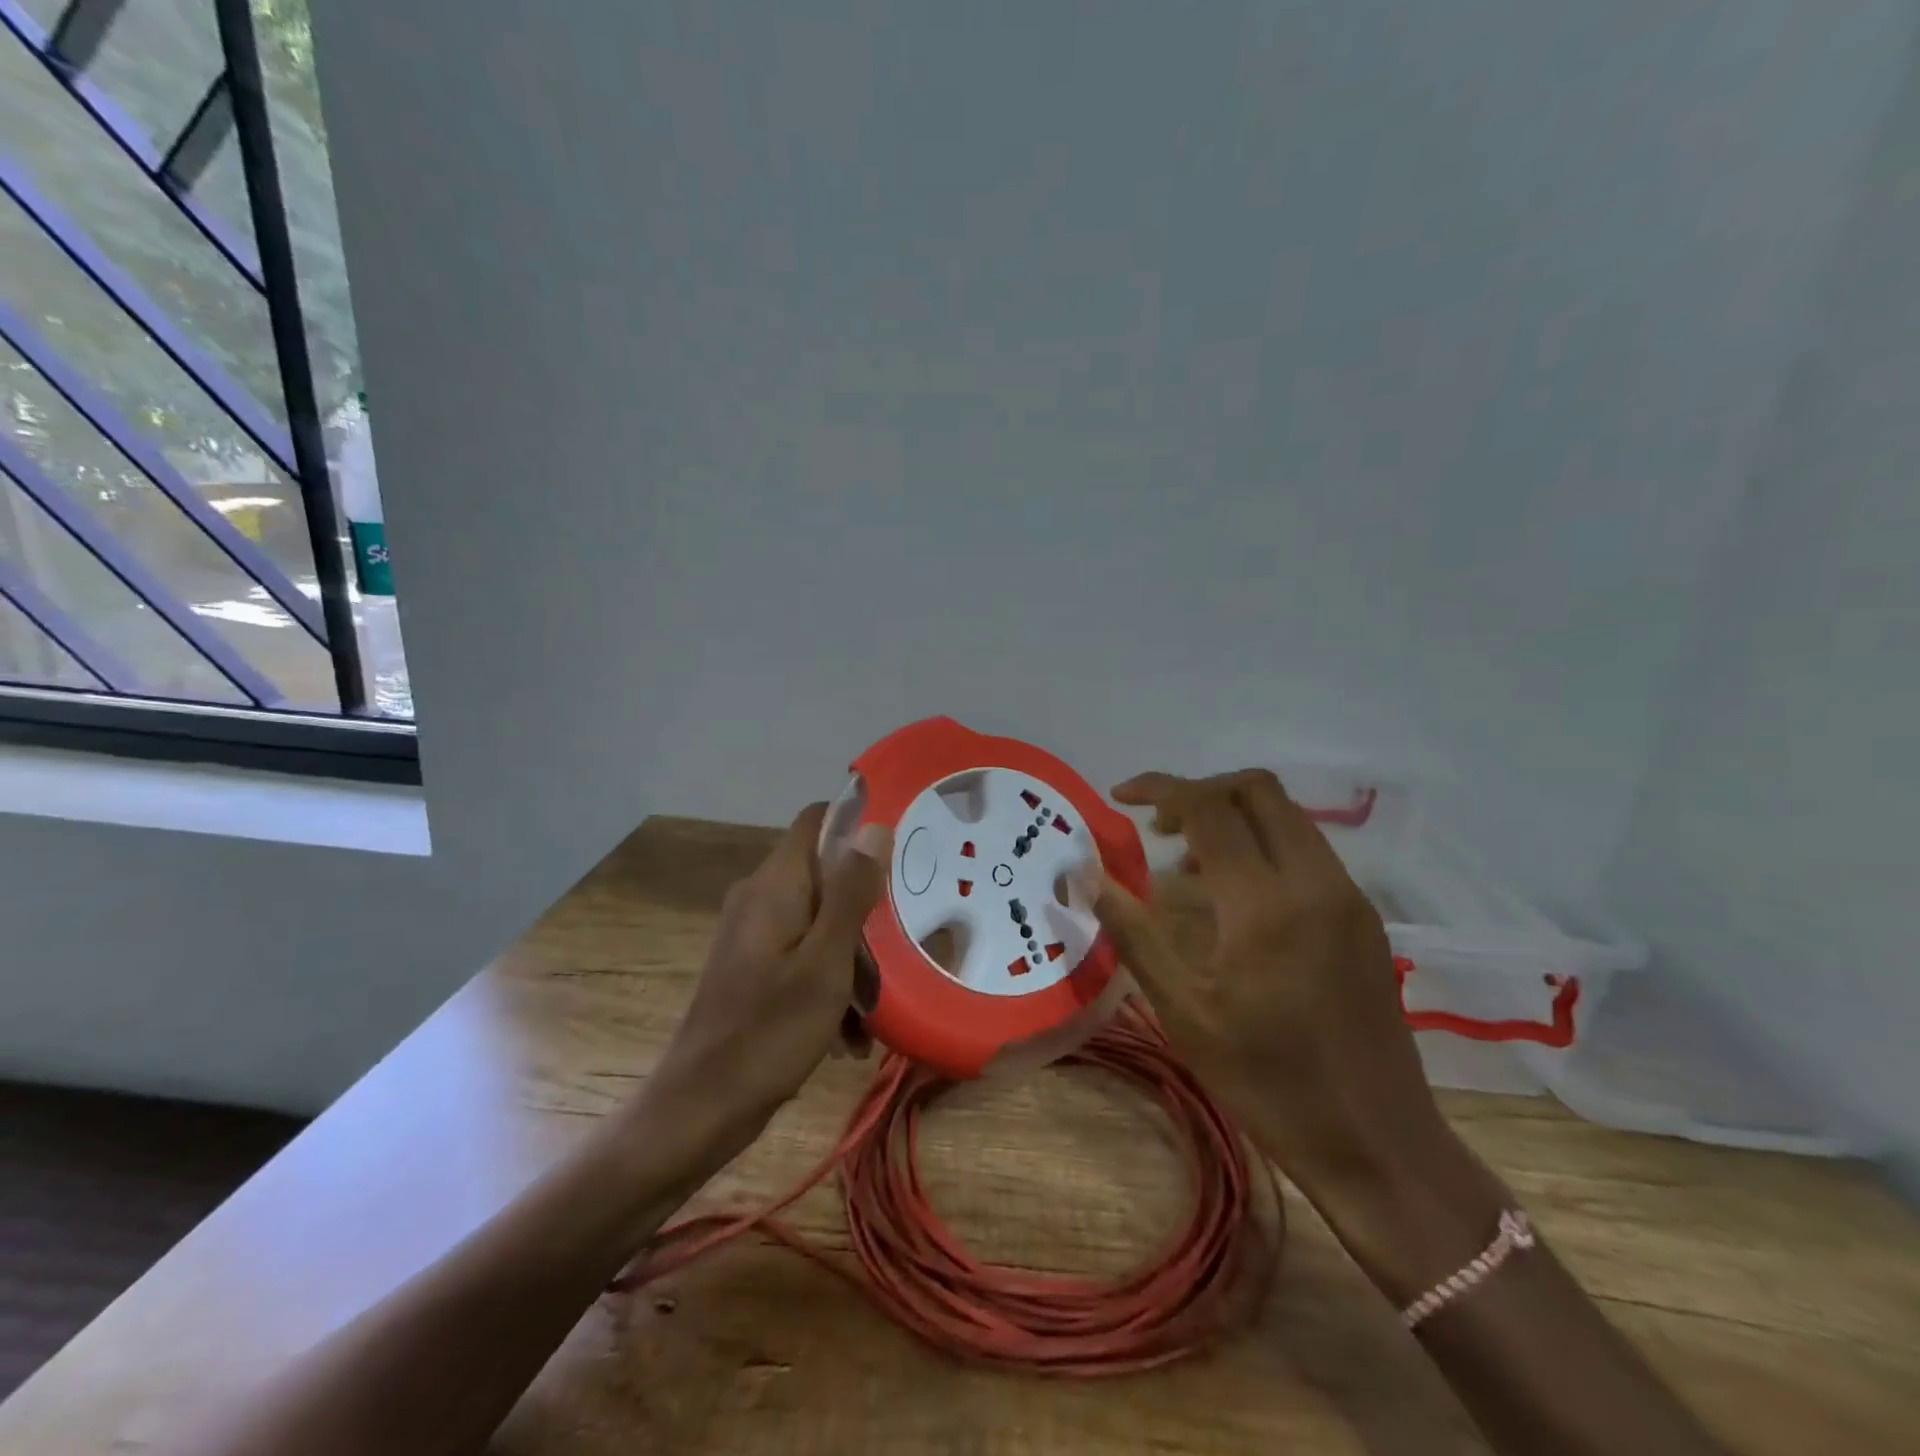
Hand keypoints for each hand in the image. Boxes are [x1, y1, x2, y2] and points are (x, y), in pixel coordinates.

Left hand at [648, 804, 891, 1154]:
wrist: (700, 1108)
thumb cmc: (769, 1031)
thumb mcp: (825, 961)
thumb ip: (851, 892)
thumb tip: (874, 827)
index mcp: (776, 884)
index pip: (817, 819)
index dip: (858, 823)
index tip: (901, 850)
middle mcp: (760, 897)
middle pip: (825, 873)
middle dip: (865, 905)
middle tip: (902, 940)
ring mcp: (754, 934)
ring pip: (819, 918)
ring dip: (853, 954)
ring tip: (875, 1005)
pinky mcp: (753, 967)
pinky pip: (804, 953)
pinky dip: (830, 979)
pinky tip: (849, 1030)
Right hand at [1087, 770, 1448, 1205]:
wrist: (1379, 1143)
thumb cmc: (1268, 1082)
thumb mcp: (1184, 1011)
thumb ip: (1133, 932)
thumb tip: (1087, 875)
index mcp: (1265, 904)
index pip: (1208, 808)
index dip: (1159, 789)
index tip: (1119, 796)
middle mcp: (1314, 881)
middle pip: (1256, 789)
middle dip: (1199, 791)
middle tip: (1156, 827)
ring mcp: (1347, 895)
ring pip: (1286, 814)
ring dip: (1232, 816)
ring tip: (1186, 865)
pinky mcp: (1363, 915)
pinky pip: (1307, 849)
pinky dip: (1262, 844)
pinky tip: (1233, 896)